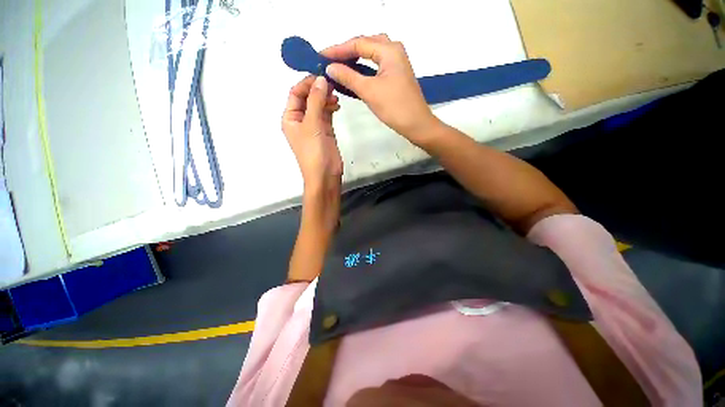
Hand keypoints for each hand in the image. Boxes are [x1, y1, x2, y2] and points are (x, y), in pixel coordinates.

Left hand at [282, 75, 342, 193]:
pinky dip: (331, 107)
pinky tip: (337, 105)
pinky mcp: (325, 131)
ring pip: (318, 105)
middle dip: (318, 89)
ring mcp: (313, 125)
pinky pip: (326, 114)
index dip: (307, 82)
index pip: (296, 93)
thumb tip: (321, 79)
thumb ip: (316, 101)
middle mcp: (300, 119)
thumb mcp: (313, 124)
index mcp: (290, 117)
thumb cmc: (314, 152)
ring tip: (336, 95)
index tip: (322, 73)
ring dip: (326, 98)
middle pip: (308, 97)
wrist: (325, 175)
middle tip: (332, 82)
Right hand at [322, 34, 439, 143]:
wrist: (416, 124)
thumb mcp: (369, 91)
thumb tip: (330, 67)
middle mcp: (394, 51)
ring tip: (339, 65)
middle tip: (330, 60)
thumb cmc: (394, 107)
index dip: (338, 49)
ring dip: (355, 58)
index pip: (359, 43)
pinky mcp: (396, 75)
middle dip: (347, 51)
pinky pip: (376, 65)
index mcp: (389, 50)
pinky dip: (364, 68)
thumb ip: (348, 77)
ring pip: (371, 54)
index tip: (321, 55)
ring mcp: (397, 63)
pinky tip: (354, 74)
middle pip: (366, 44)